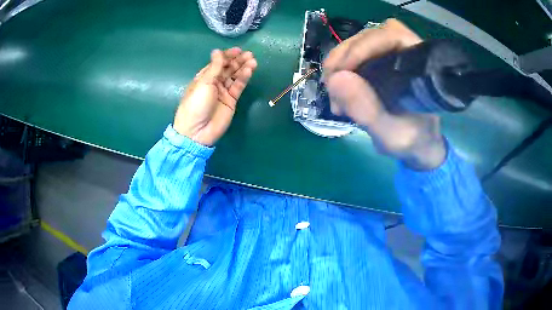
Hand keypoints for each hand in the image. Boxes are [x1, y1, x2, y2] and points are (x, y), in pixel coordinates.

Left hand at [174, 47, 256, 145]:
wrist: (198, 131)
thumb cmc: (196, 105)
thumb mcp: (204, 83)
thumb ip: (214, 67)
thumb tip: (217, 51)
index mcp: (203, 77)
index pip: (217, 63)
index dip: (227, 56)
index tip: (238, 50)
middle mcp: (214, 83)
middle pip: (227, 69)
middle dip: (237, 61)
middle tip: (249, 55)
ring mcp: (223, 92)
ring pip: (235, 77)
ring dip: (243, 68)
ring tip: (253, 61)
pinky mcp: (231, 100)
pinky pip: (238, 87)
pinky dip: (244, 78)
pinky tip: (250, 71)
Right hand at [323, 19, 445, 169]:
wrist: (417, 145)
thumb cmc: (412, 141)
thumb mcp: (391, 135)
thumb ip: (369, 111)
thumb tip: (334, 79)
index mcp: (419, 65)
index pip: (391, 35)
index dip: (363, 46)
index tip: (340, 71)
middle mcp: (407, 53)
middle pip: (369, 36)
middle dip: (344, 57)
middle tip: (330, 86)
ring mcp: (392, 55)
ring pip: (358, 44)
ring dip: (338, 64)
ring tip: (334, 95)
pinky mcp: (380, 61)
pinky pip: (354, 55)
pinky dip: (340, 70)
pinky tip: (338, 92)